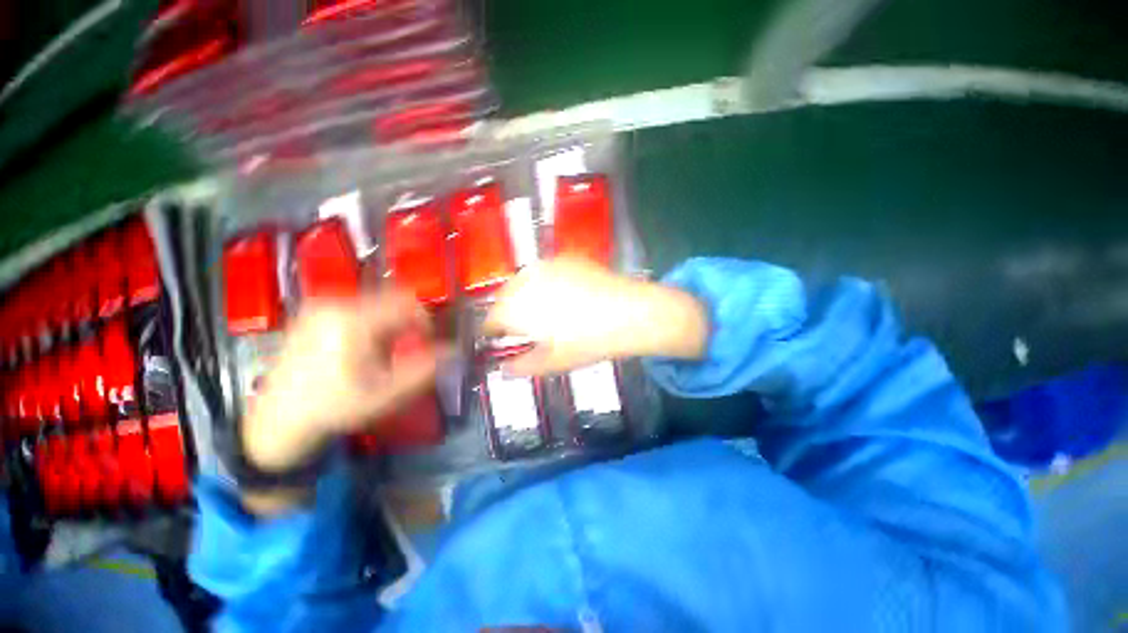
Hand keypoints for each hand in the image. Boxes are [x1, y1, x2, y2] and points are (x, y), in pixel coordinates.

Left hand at [241, 289, 439, 474]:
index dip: (426, 321)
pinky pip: (360, 305)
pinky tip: (361, 347)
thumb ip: (425, 369)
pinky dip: (373, 322)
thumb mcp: (386, 394)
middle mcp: (334, 304)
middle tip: (401, 351)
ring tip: (380, 352)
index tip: (424, 343)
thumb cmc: (335, 407)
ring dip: (390, 323)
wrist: (280, 418)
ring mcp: (321, 305)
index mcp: (353, 321)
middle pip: (393, 299)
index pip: (408, 303)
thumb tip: (455, 350)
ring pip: (378, 302)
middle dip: (407, 323)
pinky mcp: (314, 311)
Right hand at [484, 257, 708, 375]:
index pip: (490, 320)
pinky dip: (543, 284)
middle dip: (508, 313)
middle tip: (524, 329)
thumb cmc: (588, 341)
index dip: (493, 333)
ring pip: (522, 283)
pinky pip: (543, 272)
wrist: (629, 312)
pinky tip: (562, 295)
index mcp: (515, 308)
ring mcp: (545, 265)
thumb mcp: (552, 362)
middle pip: (504, 298)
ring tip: (542, 312)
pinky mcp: (564, 258)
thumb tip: (503, 370)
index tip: (501, 341)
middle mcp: (523, 280)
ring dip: (524, 297)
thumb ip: (522, 367)